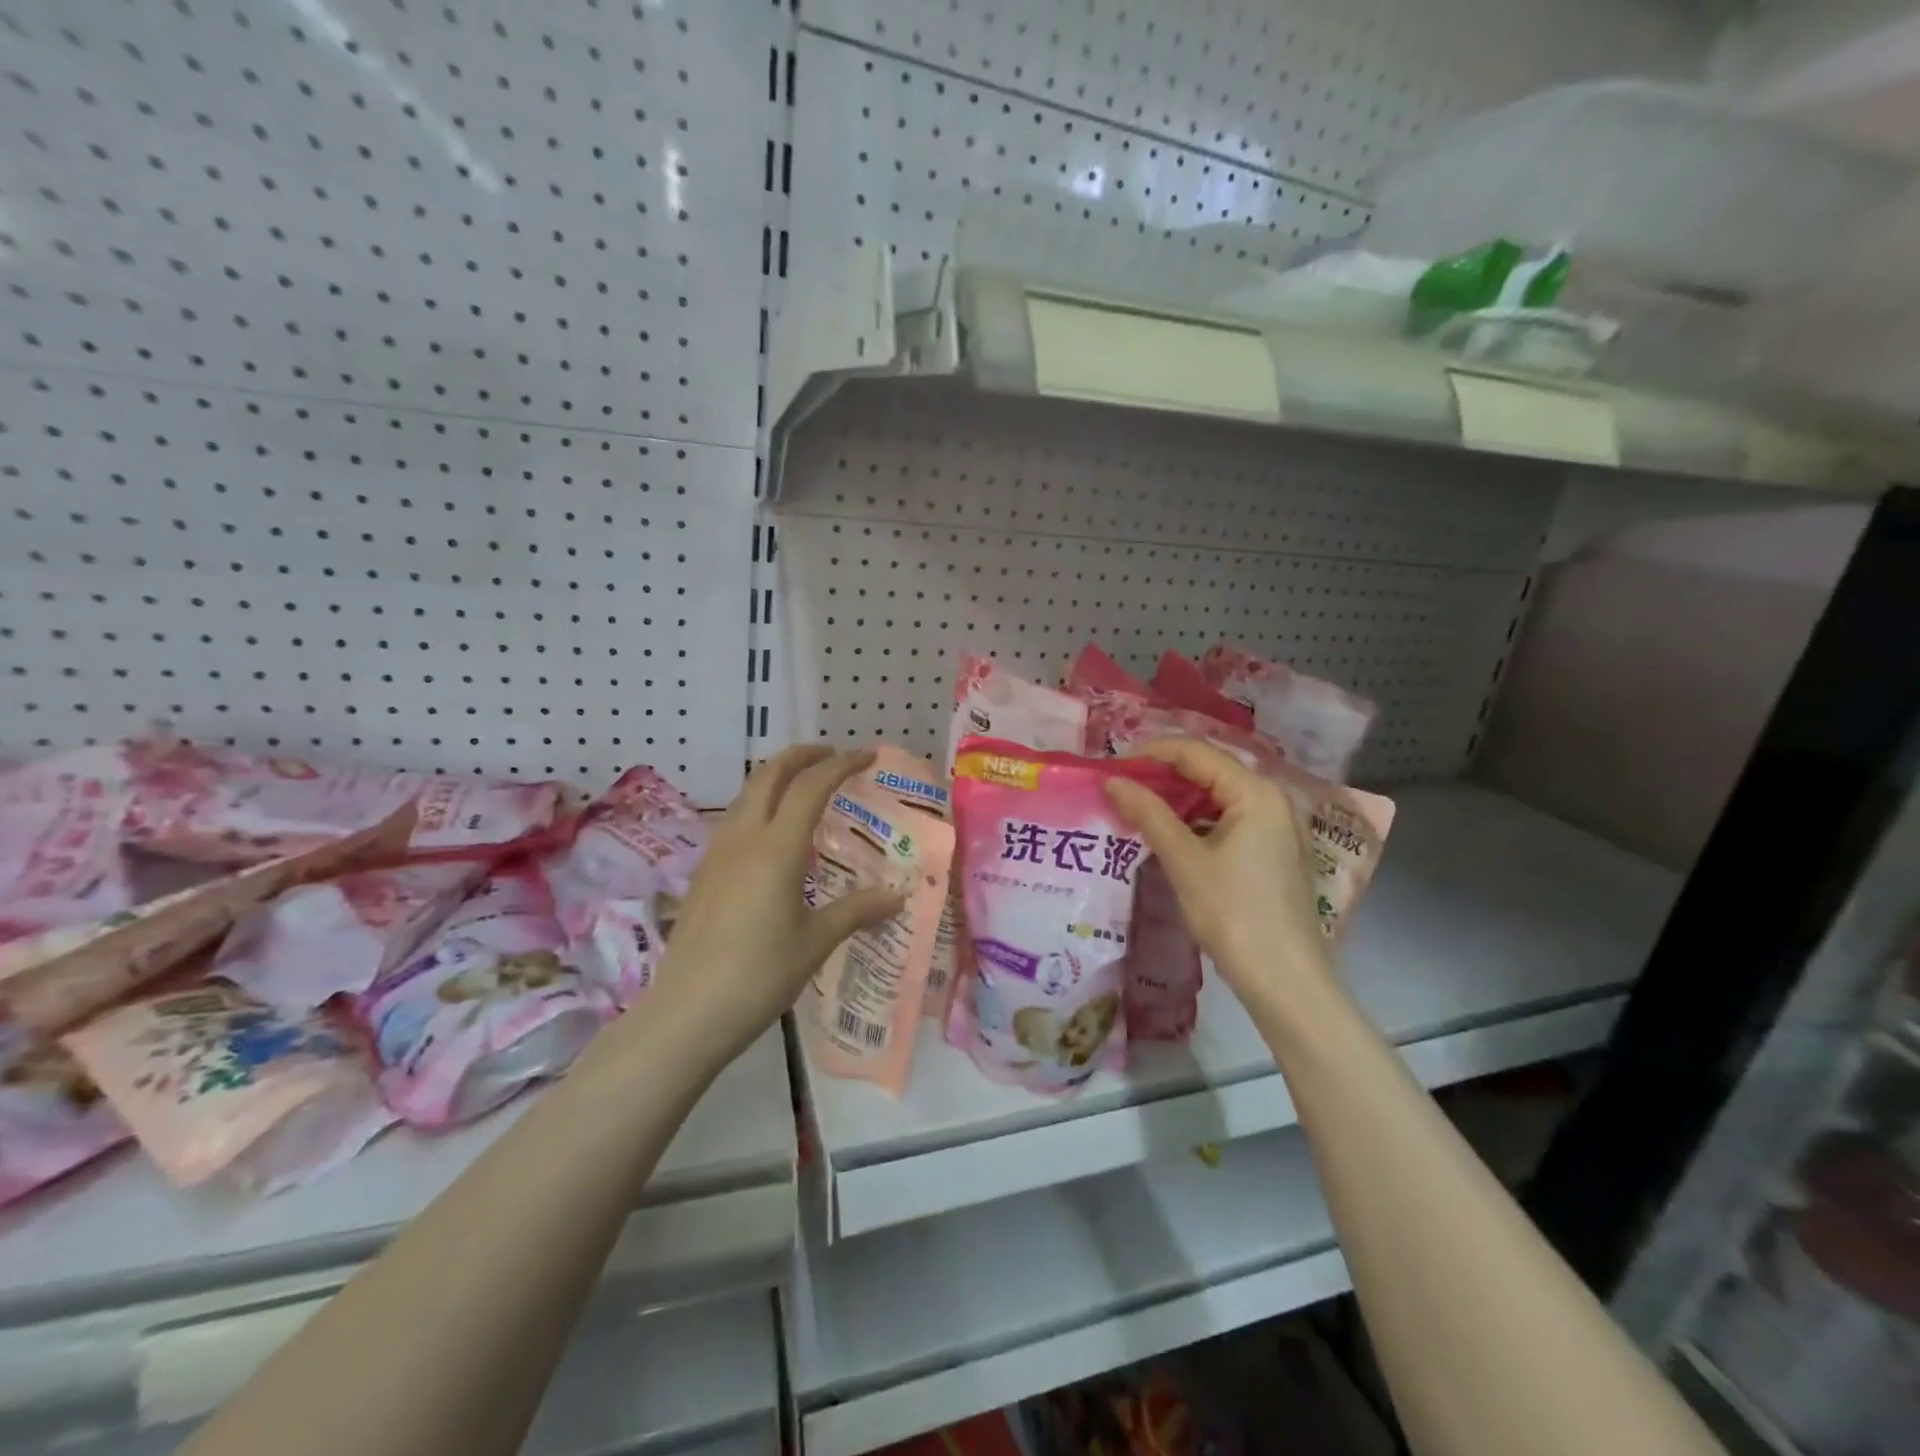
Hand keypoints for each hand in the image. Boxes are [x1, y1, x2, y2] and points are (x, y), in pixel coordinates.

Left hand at [649, 746, 903, 1064]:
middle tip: (833, 756)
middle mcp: (743, 838)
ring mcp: (717, 853)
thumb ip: (857, 911)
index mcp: (776, 848)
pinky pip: (736, 819)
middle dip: (803, 756)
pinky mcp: (703, 873)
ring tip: (805, 787)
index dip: (841, 764)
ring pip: (748, 794)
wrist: (687, 1013)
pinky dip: (762, 805)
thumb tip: (898, 897)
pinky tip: (774, 835)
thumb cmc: (759, 975)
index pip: (811, 786)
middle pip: (770, 774)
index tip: (867, 756)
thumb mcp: (815, 942)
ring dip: (778, 777)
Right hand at [1103, 739, 1332, 1007]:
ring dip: (1177, 797)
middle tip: (1119, 786)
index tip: (1111, 766)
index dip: (1151, 753)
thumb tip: (1111, 781)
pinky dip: (1196, 819)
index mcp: (1256, 792)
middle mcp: (1272, 799)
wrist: (1286, 981)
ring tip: (1136, 807)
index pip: (1196, 752)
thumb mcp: (1185, 861)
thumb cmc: (1234, 915)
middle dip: (1162, 774)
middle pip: (1210, 769)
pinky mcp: (1274, 850)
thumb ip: (1148, 813)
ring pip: (1218, 795)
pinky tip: (1168, 833)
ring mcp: (1277, 825)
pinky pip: (1229, 818)